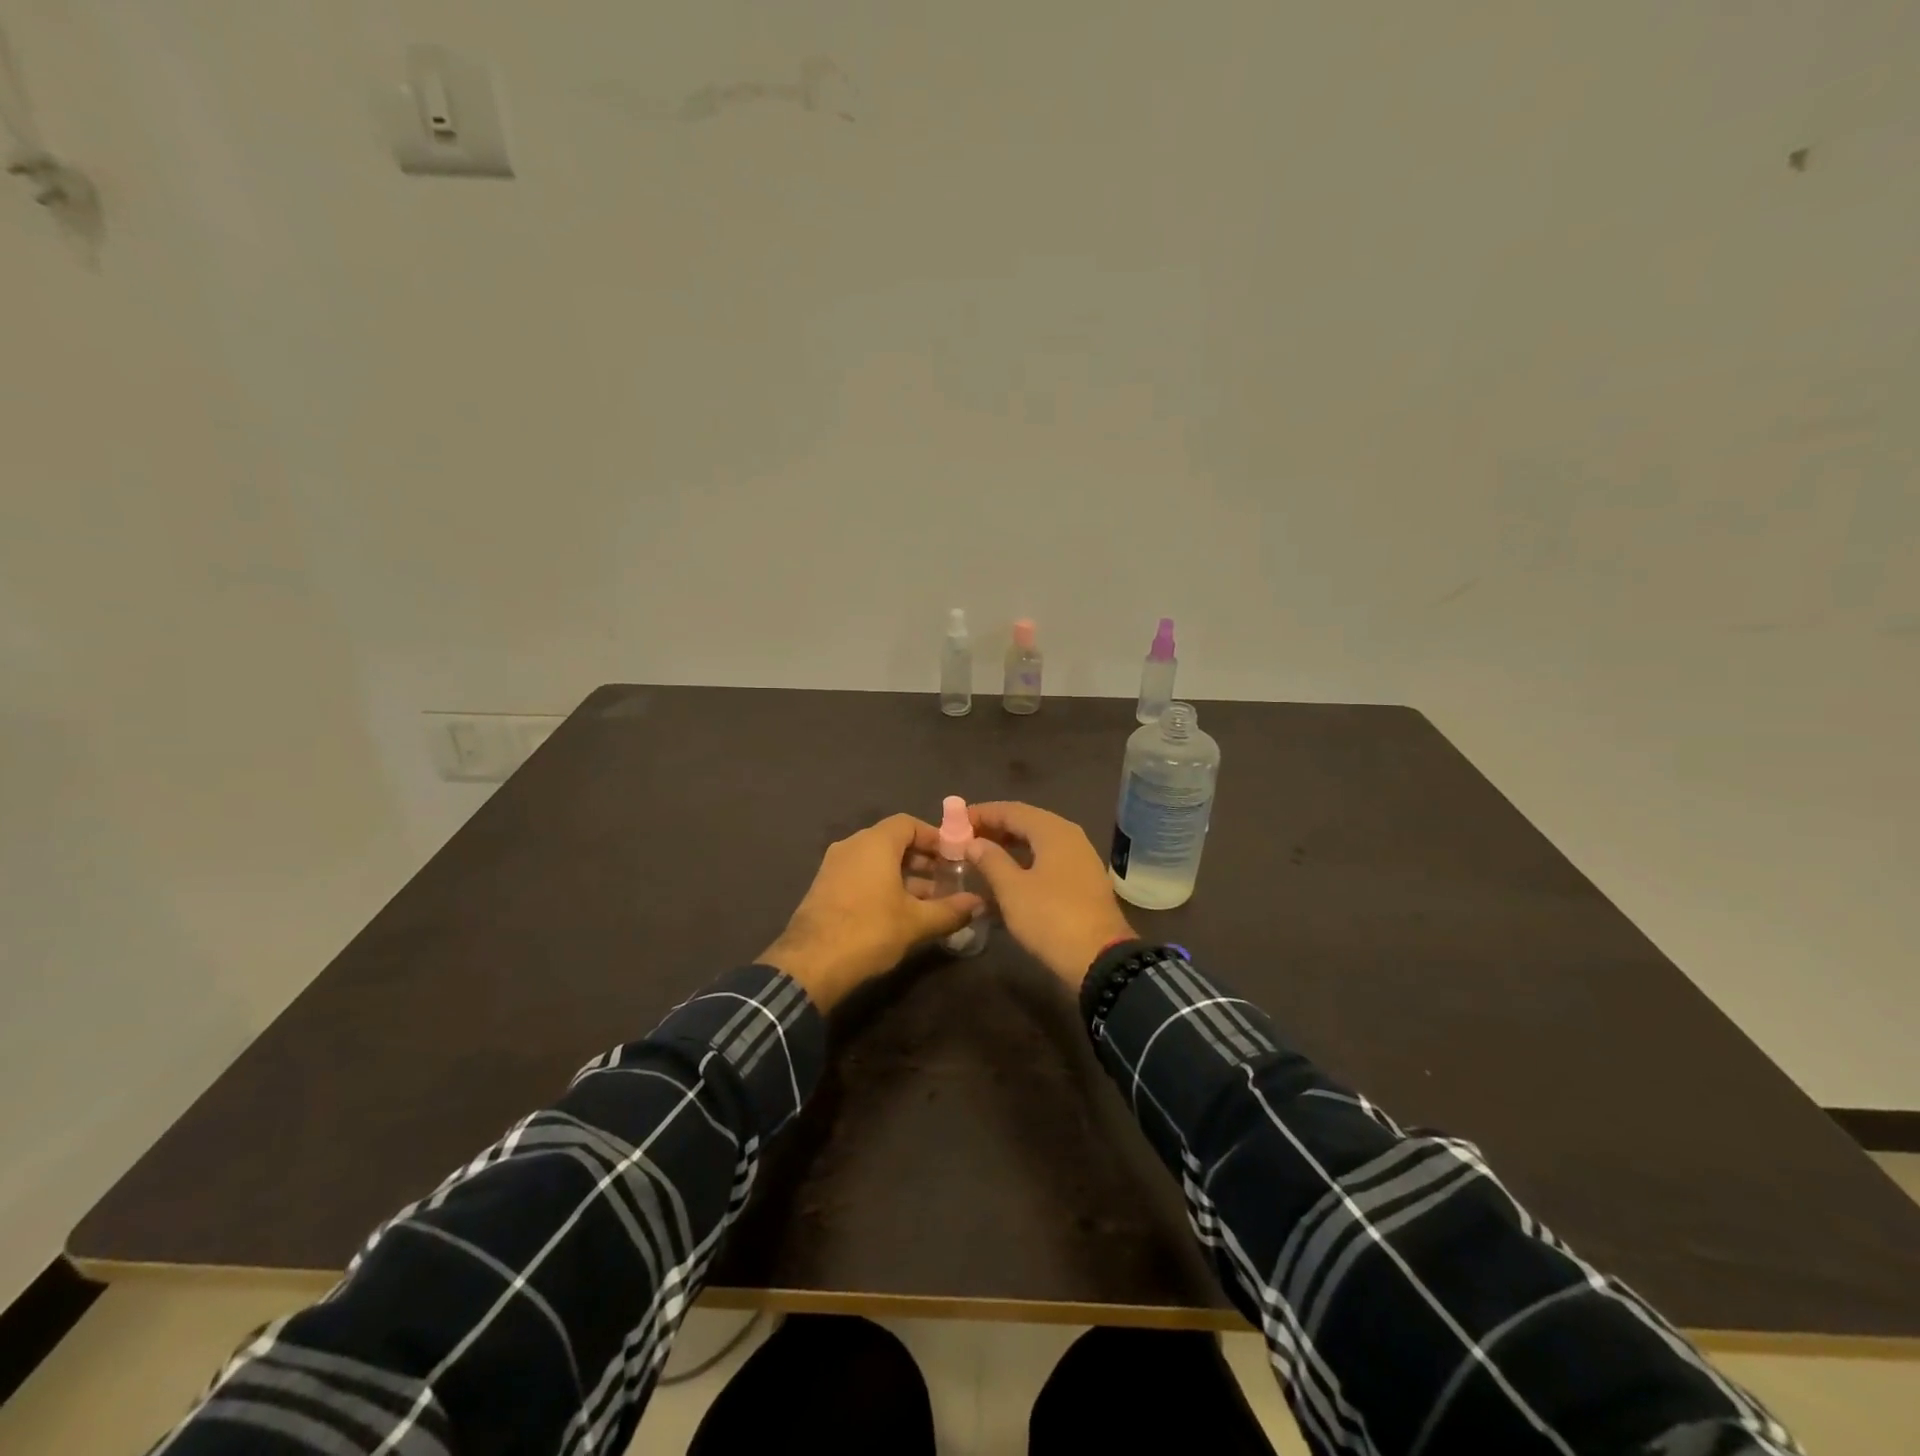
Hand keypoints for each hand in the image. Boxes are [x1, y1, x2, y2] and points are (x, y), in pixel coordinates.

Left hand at [759, 814, 982, 1010]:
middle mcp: (852, 846)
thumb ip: (950, 910)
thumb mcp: (916, 922)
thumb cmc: (869, 931)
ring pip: (877, 861)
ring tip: (930, 900)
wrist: (810, 965)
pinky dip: (883, 885)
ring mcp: (834, 866)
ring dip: (904, 875)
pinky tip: (901, 911)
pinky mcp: (825, 888)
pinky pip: (861, 875)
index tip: (954, 856)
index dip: (934, 837)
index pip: (909, 823)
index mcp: (874, 843)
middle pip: (892, 841)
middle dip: (922, 859)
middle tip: (947, 879)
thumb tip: (978, 904)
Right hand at [964, 801, 1136, 989]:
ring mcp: (1081, 859)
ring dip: (1010, 846)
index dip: (982, 813)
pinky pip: (1049, 860)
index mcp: (1053, 830)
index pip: (1011, 810)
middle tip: (966, 839)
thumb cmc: (1050, 917)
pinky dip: (1026, 862)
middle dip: (995, 829)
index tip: (956, 822)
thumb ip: (990, 860)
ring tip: (981, 857)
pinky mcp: (1084, 881)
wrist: (1100, 959)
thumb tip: (974, 842)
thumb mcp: (1012, 889)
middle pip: (1027, 823)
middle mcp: (1070, 836)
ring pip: (1039, 843)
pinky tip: (1008, 878)